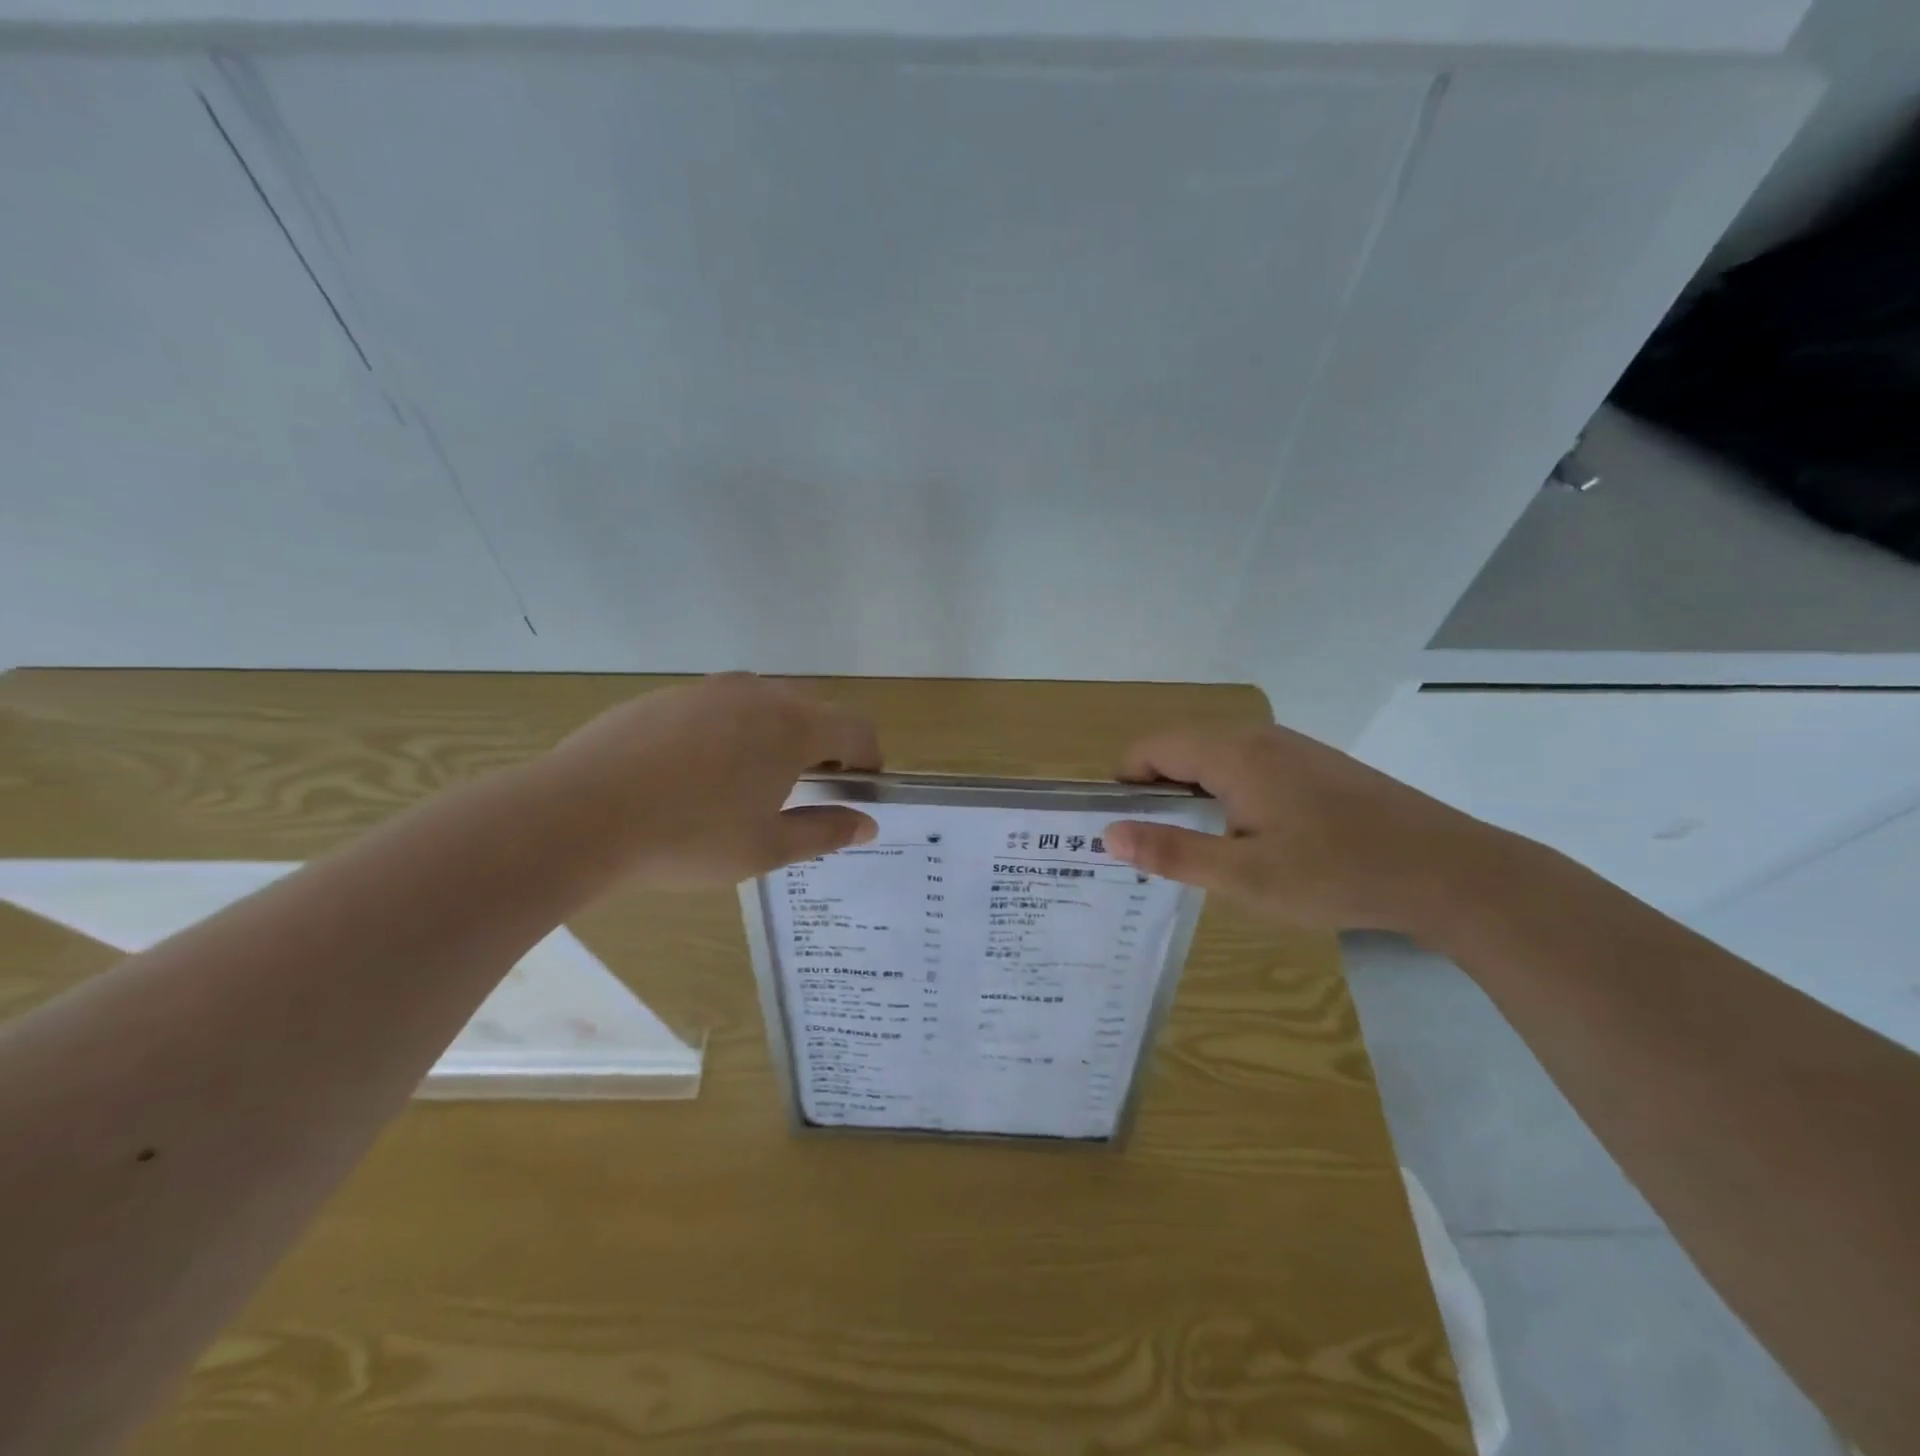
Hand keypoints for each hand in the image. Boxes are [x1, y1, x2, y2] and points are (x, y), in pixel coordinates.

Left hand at [542, 673, 881, 888]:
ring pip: (762, 703)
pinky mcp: (665, 696)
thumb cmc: (687, 838)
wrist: (577, 816)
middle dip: (823, 744)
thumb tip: (867, 824)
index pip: (856, 728)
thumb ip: (824, 831)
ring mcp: (707, 690)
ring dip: (775, 734)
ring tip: (748, 782)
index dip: (868, 758)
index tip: (858, 788)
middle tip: (806, 788)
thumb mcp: (766, 848)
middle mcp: (757, 694)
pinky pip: (717, 706)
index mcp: (792, 727)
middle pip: (813, 708)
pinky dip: (728, 731)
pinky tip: (694, 774)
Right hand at [1103, 724, 1511, 931]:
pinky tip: (1248, 838)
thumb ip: (1171, 852)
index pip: (1151, 748)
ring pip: (1216, 758)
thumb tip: (1109, 833)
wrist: (1447, 872)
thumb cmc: (1336, 874)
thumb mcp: (1244, 876)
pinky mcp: (1316, 765)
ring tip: (1195, 847)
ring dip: (1192, 794)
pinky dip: (1227, 794)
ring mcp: (1291, 748)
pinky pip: (1249, 767)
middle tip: (1153, 846)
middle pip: (1181, 749)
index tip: (1120, 827)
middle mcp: (1258, 737)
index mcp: (1233, 755)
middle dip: (1155, 791)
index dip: (1125, 782)